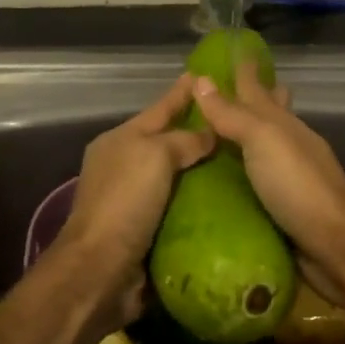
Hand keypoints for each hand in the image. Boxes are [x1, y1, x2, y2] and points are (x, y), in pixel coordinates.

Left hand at [53, 75, 216, 327]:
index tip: (204, 75)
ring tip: (242, 162)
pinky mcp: (148, 232)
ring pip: (177, 178)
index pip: (159, 109)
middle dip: (198, 134)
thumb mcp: (154, 156)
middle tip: (236, 124)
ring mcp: (135, 201)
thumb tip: (209, 134)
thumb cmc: (125, 202)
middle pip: (168, 143)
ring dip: (204, 172)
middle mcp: (125, 168)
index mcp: (120, 142)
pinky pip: (181, 210)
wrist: (102, 268)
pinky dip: (202, 205)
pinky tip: (230, 201)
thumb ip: (183, 140)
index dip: (181, 93)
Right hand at [190, 61, 344, 299]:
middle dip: (249, 98)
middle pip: (267, 113)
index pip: (257, 88)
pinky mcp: (280, 206)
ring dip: (240, 138)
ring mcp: (285, 176)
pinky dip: (239, 174)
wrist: (336, 244)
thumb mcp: (263, 141)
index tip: (229, 50)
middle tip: (216, 92)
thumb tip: (201, 80)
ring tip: (208, 135)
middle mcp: (285, 145)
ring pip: (260, 148)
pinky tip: (221, 179)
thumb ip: (233, 115)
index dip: (243, 69)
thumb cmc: (298, 186)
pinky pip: (254, 181)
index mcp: (282, 124)